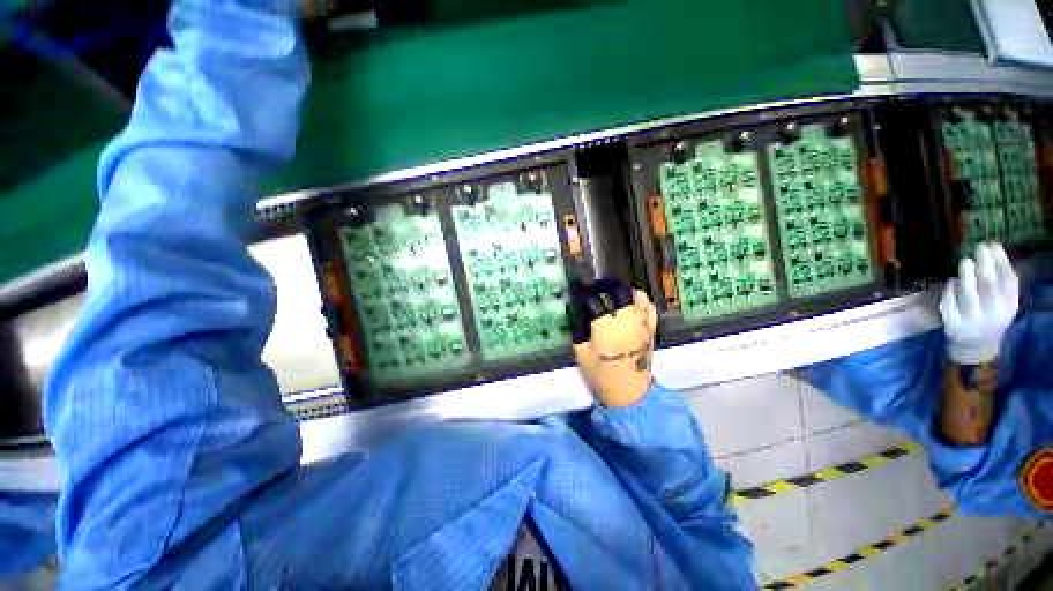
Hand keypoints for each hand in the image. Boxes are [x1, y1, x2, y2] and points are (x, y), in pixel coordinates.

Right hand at [568, 280, 657, 407]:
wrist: (630, 394)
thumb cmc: (601, 375)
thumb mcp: (581, 353)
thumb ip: (577, 327)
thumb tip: (574, 307)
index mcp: (607, 329)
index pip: (595, 300)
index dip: (585, 293)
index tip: (579, 292)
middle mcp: (627, 322)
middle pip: (619, 291)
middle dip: (605, 285)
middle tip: (595, 288)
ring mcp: (642, 324)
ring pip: (637, 295)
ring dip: (623, 290)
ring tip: (612, 294)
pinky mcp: (651, 330)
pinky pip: (649, 306)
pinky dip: (639, 300)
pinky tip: (630, 303)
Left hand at [939, 242, 1018, 364]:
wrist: (976, 345)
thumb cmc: (990, 314)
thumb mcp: (1004, 300)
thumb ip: (1002, 280)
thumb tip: (994, 249)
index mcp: (1008, 306)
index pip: (1008, 281)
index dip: (1001, 261)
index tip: (993, 245)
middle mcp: (992, 314)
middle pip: (989, 287)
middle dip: (985, 265)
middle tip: (979, 248)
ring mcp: (971, 320)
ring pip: (969, 295)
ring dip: (967, 276)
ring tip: (966, 261)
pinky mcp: (952, 324)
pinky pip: (950, 304)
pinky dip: (951, 290)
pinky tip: (952, 281)